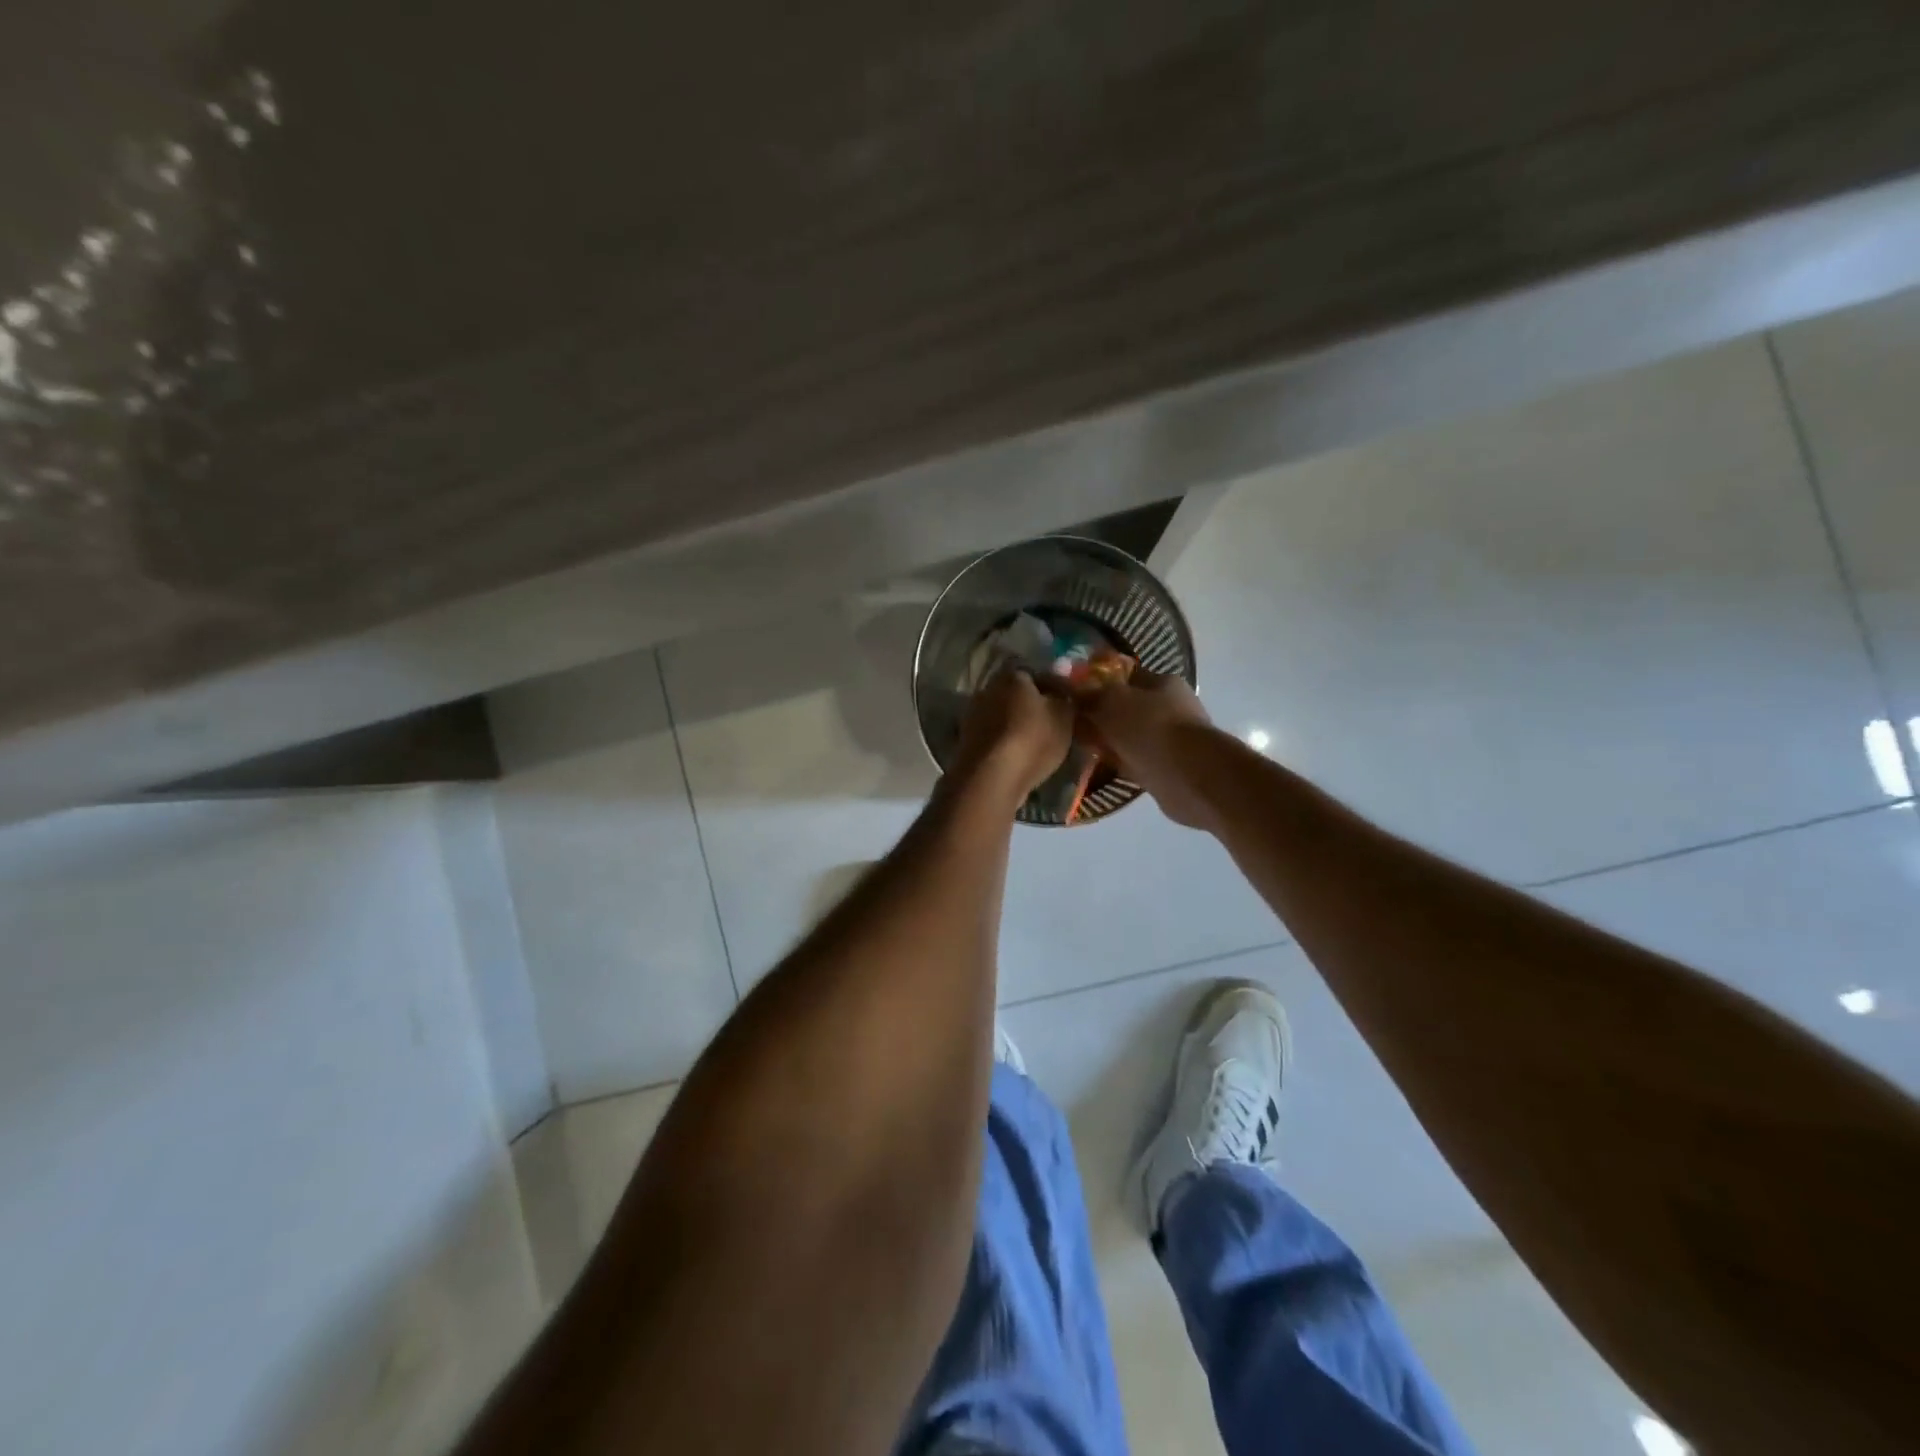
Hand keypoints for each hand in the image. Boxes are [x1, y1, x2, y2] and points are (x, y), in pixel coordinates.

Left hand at [950, 669, 1073, 807]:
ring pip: (1005, 717)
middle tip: (1055, 725)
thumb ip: (1065, 696)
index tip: (1068, 705)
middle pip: (1017, 696)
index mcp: (1011, 675)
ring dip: (1019, 727)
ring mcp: (973, 716)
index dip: (1055, 689)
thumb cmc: (1032, 738)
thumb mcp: (1063, 714)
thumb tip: (1063, 683)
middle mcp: (987, 689)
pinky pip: (995, 738)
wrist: (991, 778)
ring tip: (1040, 745)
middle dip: (1034, 708)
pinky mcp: (966, 743)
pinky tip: (1021, 757)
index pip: (1036, 674)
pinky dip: (1007, 744)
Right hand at [1079, 671, 1219, 828]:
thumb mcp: (1111, 701)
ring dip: (1108, 740)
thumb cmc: (1151, 728)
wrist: (1188, 778)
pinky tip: (1095, 766)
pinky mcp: (1165, 769)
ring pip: (1128, 736)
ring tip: (1077, 745)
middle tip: (1069, 722)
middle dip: (1100, 714)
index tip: (1071, 692)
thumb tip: (1068, 688)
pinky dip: (1116, 762)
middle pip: (1126, 707)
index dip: (1097, 681)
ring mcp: (1169, 740)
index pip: (1125, 675)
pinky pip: (1132, 761)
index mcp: (1162, 683)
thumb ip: (1089, 694)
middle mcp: (1169, 708)